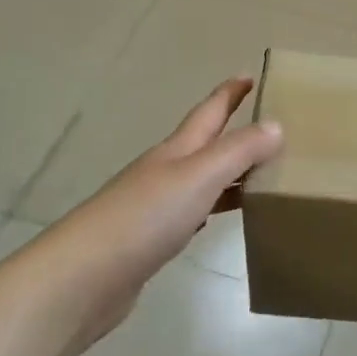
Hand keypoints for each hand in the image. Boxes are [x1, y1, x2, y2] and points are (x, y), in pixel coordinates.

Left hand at [23, 78, 282, 354]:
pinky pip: (192, 211)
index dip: (229, 93)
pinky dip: (213, 206)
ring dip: (229, 171)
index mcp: (176, 151)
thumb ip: (239, 151)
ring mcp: (154, 206)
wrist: (79, 280)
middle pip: (205, 143)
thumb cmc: (143, 218)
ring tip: (261, 172)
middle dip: (233, 130)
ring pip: (201, 178)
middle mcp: (165, 171)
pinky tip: (220, 216)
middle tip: (270, 125)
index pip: (209, 112)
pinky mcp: (149, 240)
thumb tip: (276, 124)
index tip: (251, 75)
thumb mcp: (199, 177)